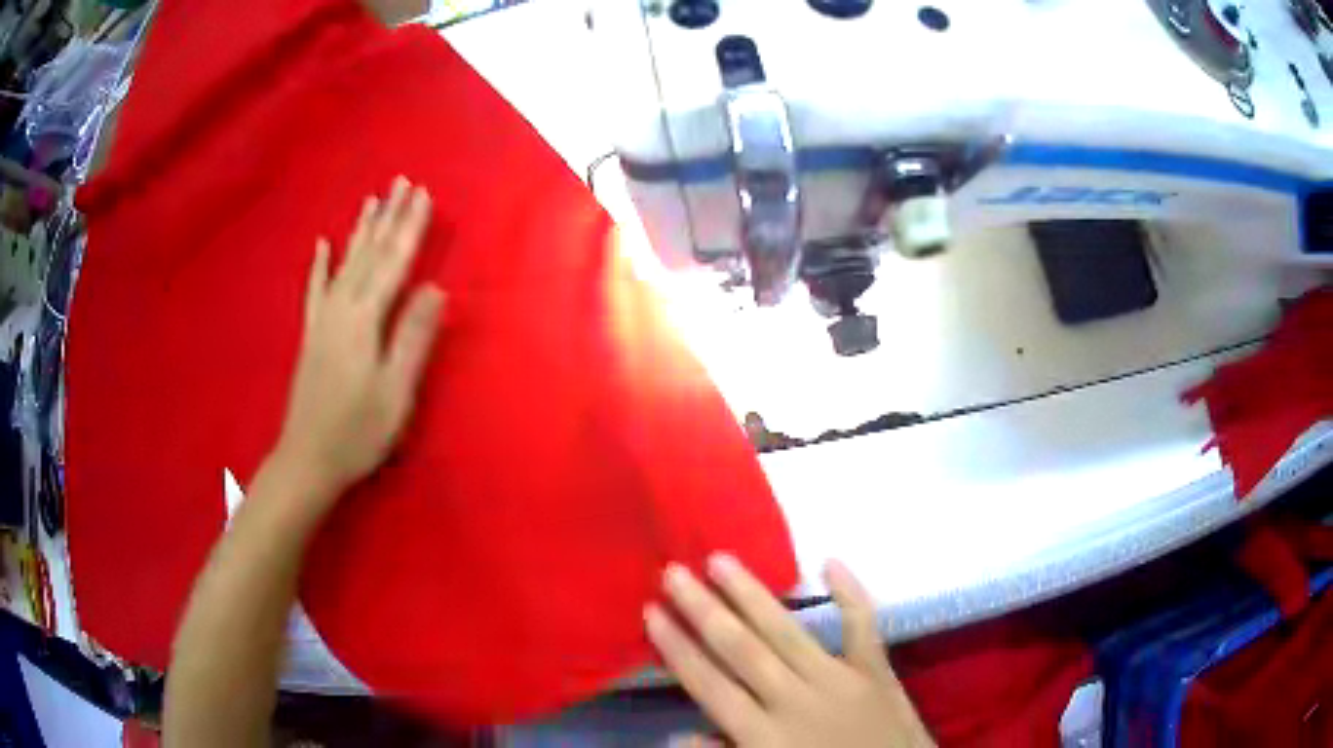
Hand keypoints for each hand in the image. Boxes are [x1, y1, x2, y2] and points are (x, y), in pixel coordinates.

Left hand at [274, 176, 444, 502]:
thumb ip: (413, 338)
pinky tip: (322, 244)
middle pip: (368, 254)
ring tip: (371, 200)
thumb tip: (435, 289)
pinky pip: (315, 290)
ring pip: (345, 263)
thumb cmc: (358, 433)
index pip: (393, 263)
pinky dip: (320, 265)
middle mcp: (341, 310)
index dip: (410, 228)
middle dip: (388, 217)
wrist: (307, 460)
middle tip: (401, 182)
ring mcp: (322, 321)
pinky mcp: (311, 335)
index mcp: (364, 321)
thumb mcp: (395, 392)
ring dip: (360, 230)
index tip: (424, 195)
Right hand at [646, 556, 933, 747]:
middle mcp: (795, 699)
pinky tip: (831, 562)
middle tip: (673, 571)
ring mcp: (839, 679)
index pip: (709, 684)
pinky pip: (863, 626)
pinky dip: (851, 594)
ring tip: (720, 560)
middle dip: (703, 610)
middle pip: (740, 649)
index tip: (652, 612)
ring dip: (752, 595)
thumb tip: (677, 734)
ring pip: (787, 631)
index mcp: (764, 734)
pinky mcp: (876, 670)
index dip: (678, 648)